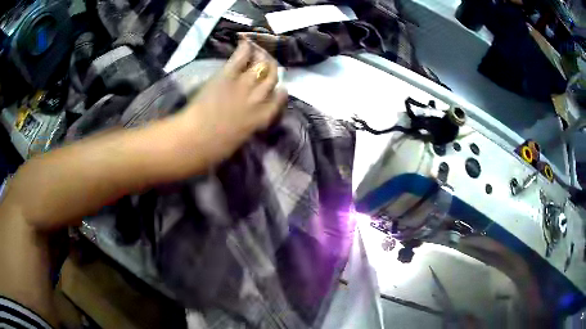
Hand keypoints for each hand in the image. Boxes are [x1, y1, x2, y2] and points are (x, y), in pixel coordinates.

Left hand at [178, 39, 287, 166]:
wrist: (197, 140)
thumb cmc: (215, 149)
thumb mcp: (238, 139)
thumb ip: (247, 125)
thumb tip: (245, 120)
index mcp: (261, 118)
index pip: (278, 100)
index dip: (280, 91)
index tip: (281, 87)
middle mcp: (257, 99)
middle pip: (272, 78)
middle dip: (273, 68)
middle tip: (269, 62)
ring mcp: (243, 85)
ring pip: (261, 65)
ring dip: (262, 55)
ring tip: (259, 50)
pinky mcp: (227, 76)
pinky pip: (240, 58)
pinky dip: (245, 48)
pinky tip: (245, 41)